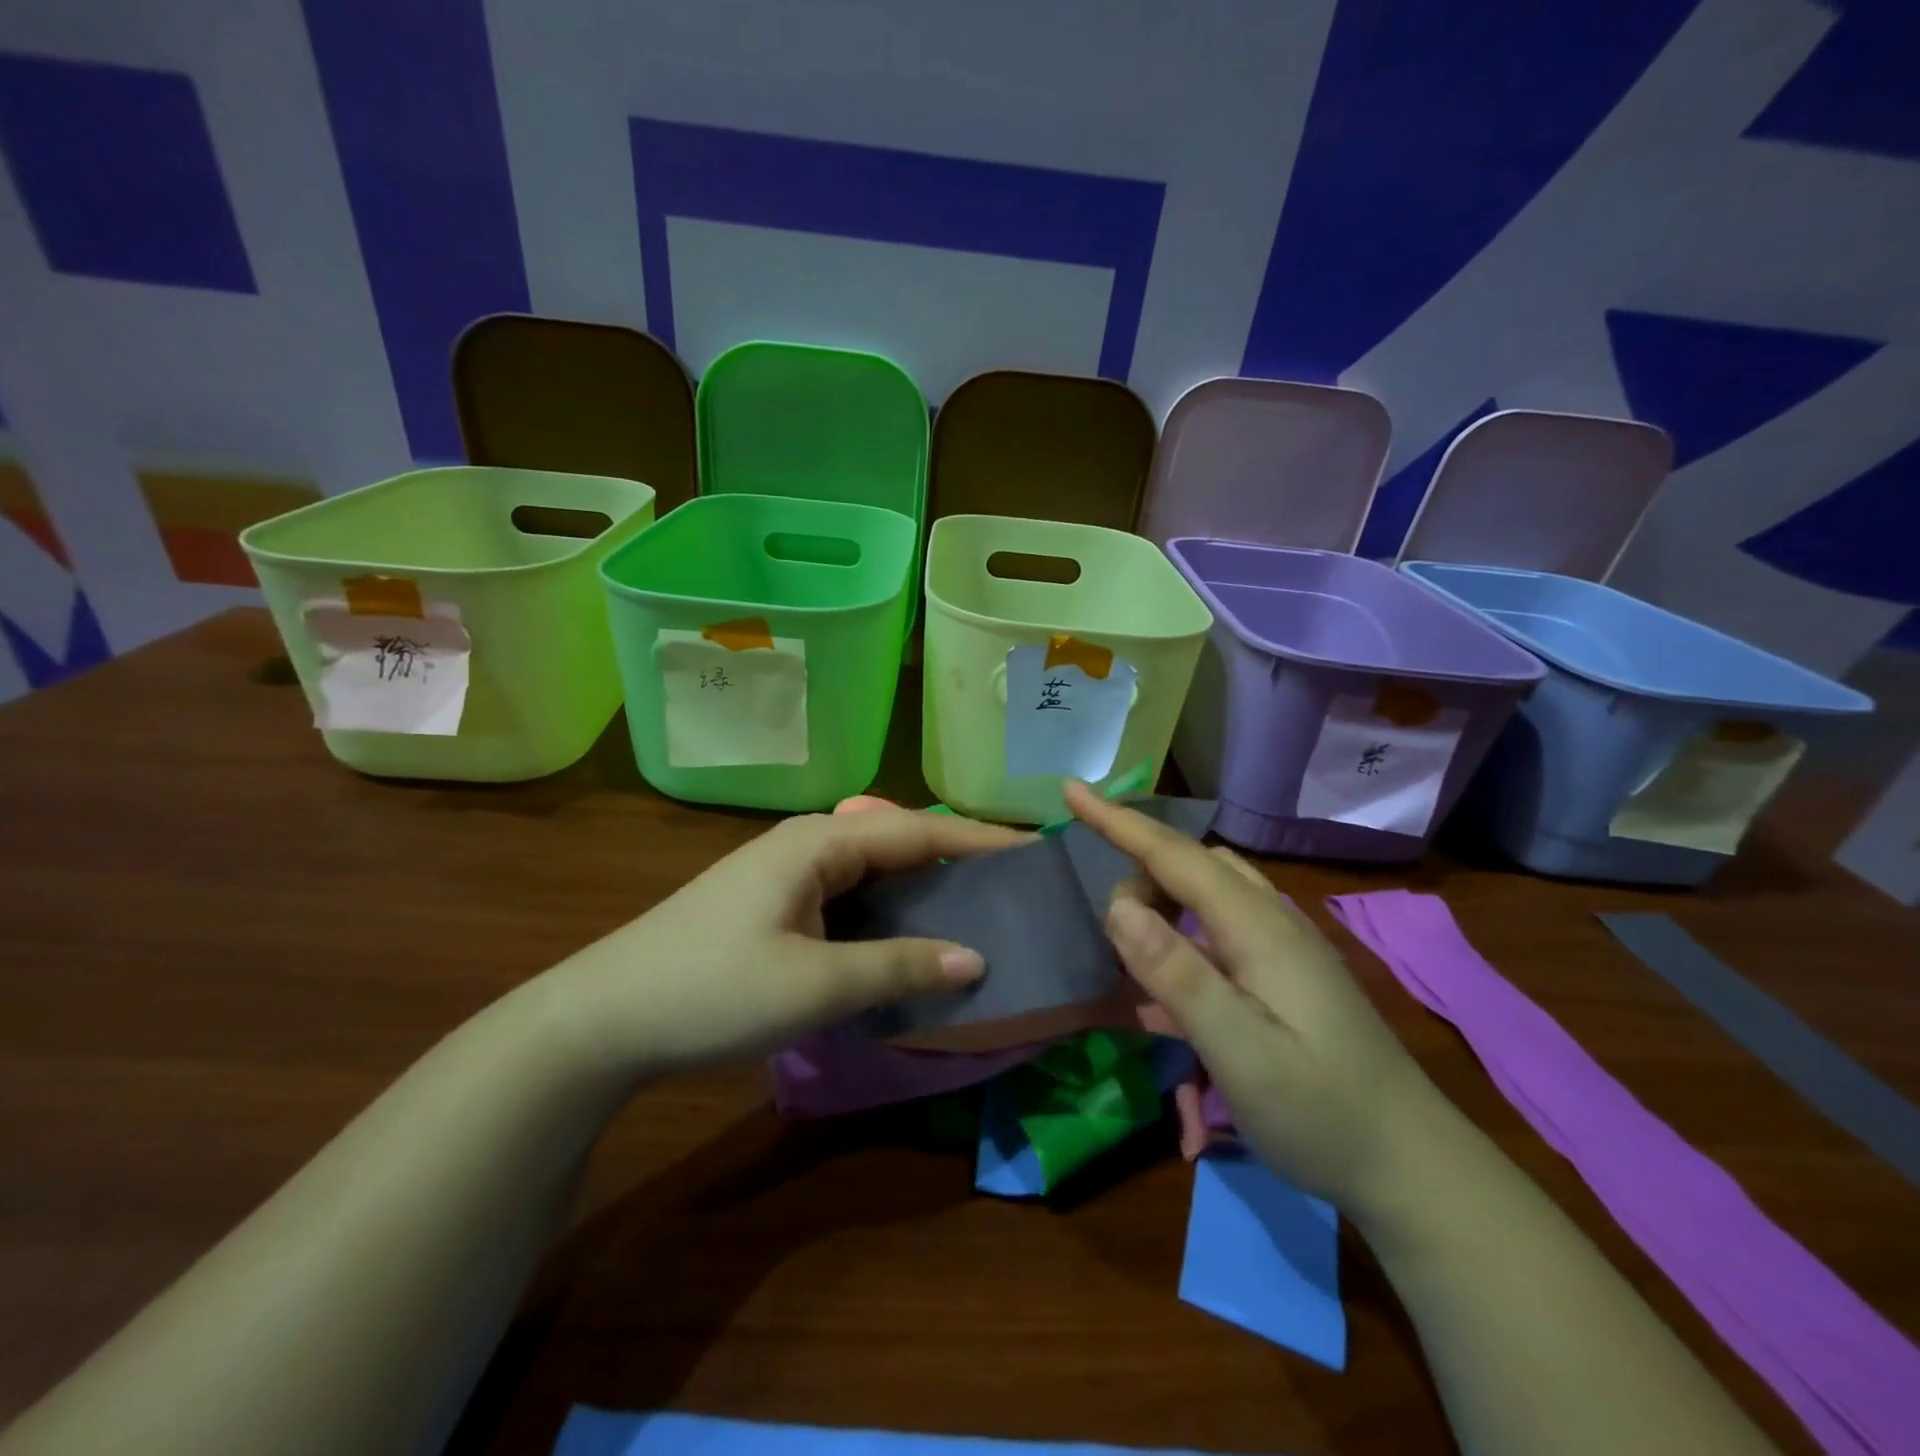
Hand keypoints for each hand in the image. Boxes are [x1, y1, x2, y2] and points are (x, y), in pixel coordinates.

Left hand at [535, 808, 1028, 1078]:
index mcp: (821, 843)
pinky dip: (890, 911)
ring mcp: (788, 873)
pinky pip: (851, 895)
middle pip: (900, 842)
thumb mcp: (815, 985)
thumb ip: (899, 966)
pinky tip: (911, 936)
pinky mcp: (775, 903)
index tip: (1035, 852)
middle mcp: (808, 844)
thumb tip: (977, 958)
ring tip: (980, 909)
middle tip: (1015, 887)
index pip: (919, 830)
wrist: (604, 1018)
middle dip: (958, 860)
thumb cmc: (712, 991)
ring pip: (875, 870)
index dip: (980, 842)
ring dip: (924, 888)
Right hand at [1064, 781, 1440, 1212]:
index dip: (1118, 822)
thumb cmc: (1323, 1113)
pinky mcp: (1285, 970)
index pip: (1175, 855)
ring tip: (1135, 955)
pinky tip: (1172, 980)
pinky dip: (1182, 930)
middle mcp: (1271, 919)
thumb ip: (1178, 976)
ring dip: (1160, 902)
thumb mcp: (1241, 1053)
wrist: (1412, 1166)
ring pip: (1206, 889)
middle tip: (1114, 944)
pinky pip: (1219, 923)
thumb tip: (1119, 906)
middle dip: (1138, 877)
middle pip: (1189, 864)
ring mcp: (1283, 944)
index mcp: (1258, 927)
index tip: (1071, 790)